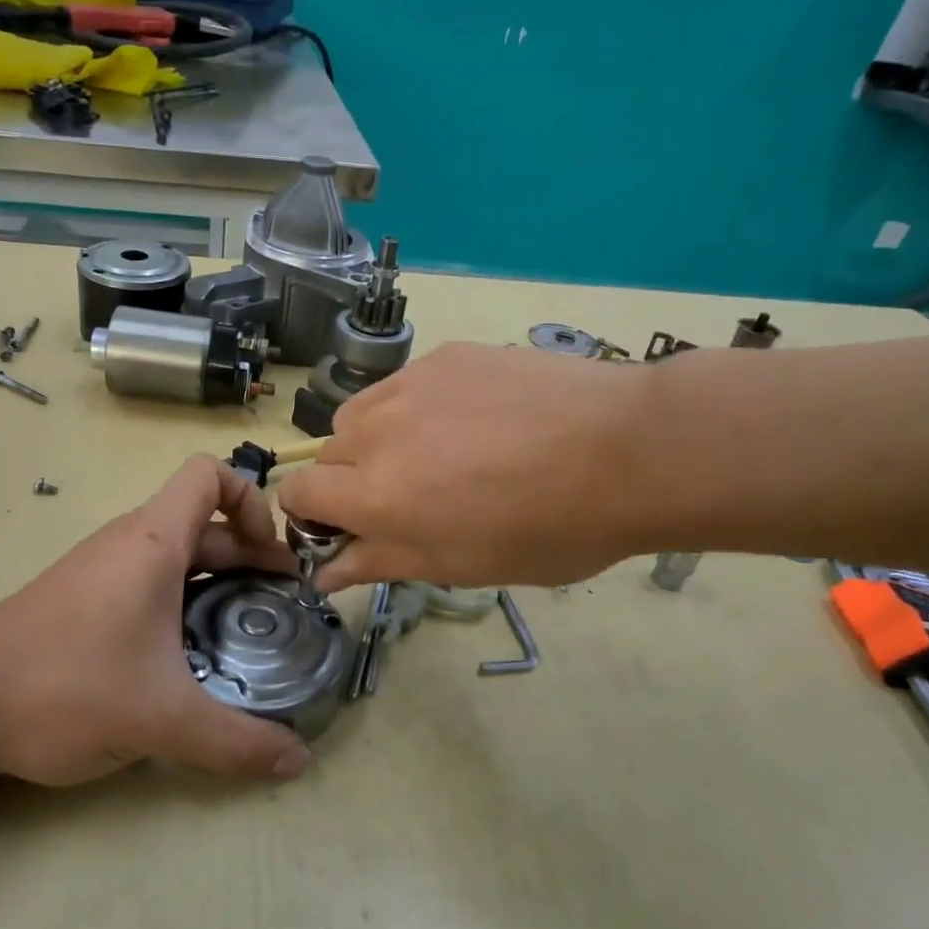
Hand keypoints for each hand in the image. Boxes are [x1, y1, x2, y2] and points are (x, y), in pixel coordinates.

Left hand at [0, 455, 312, 786]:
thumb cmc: (64, 687)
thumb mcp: (162, 718)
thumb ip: (236, 742)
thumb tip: (299, 761)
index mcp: (153, 542)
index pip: (211, 475)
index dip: (253, 502)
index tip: (274, 559)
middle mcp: (128, 543)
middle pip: (205, 522)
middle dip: (250, 556)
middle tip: (279, 607)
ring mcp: (100, 571)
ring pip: (176, 556)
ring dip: (217, 583)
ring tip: (243, 634)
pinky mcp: (82, 601)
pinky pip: (148, 583)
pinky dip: (182, 603)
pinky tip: (186, 658)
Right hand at [277, 342, 667, 591]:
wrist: (630, 449)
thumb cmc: (548, 528)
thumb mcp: (459, 564)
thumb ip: (379, 562)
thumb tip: (323, 573)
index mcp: (376, 493)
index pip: (298, 494)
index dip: (311, 516)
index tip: (346, 530)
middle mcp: (377, 430)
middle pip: (327, 454)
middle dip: (349, 482)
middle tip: (407, 500)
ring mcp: (411, 383)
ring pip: (360, 414)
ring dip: (375, 441)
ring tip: (435, 455)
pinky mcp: (446, 355)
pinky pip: (403, 385)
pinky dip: (414, 409)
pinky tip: (470, 421)